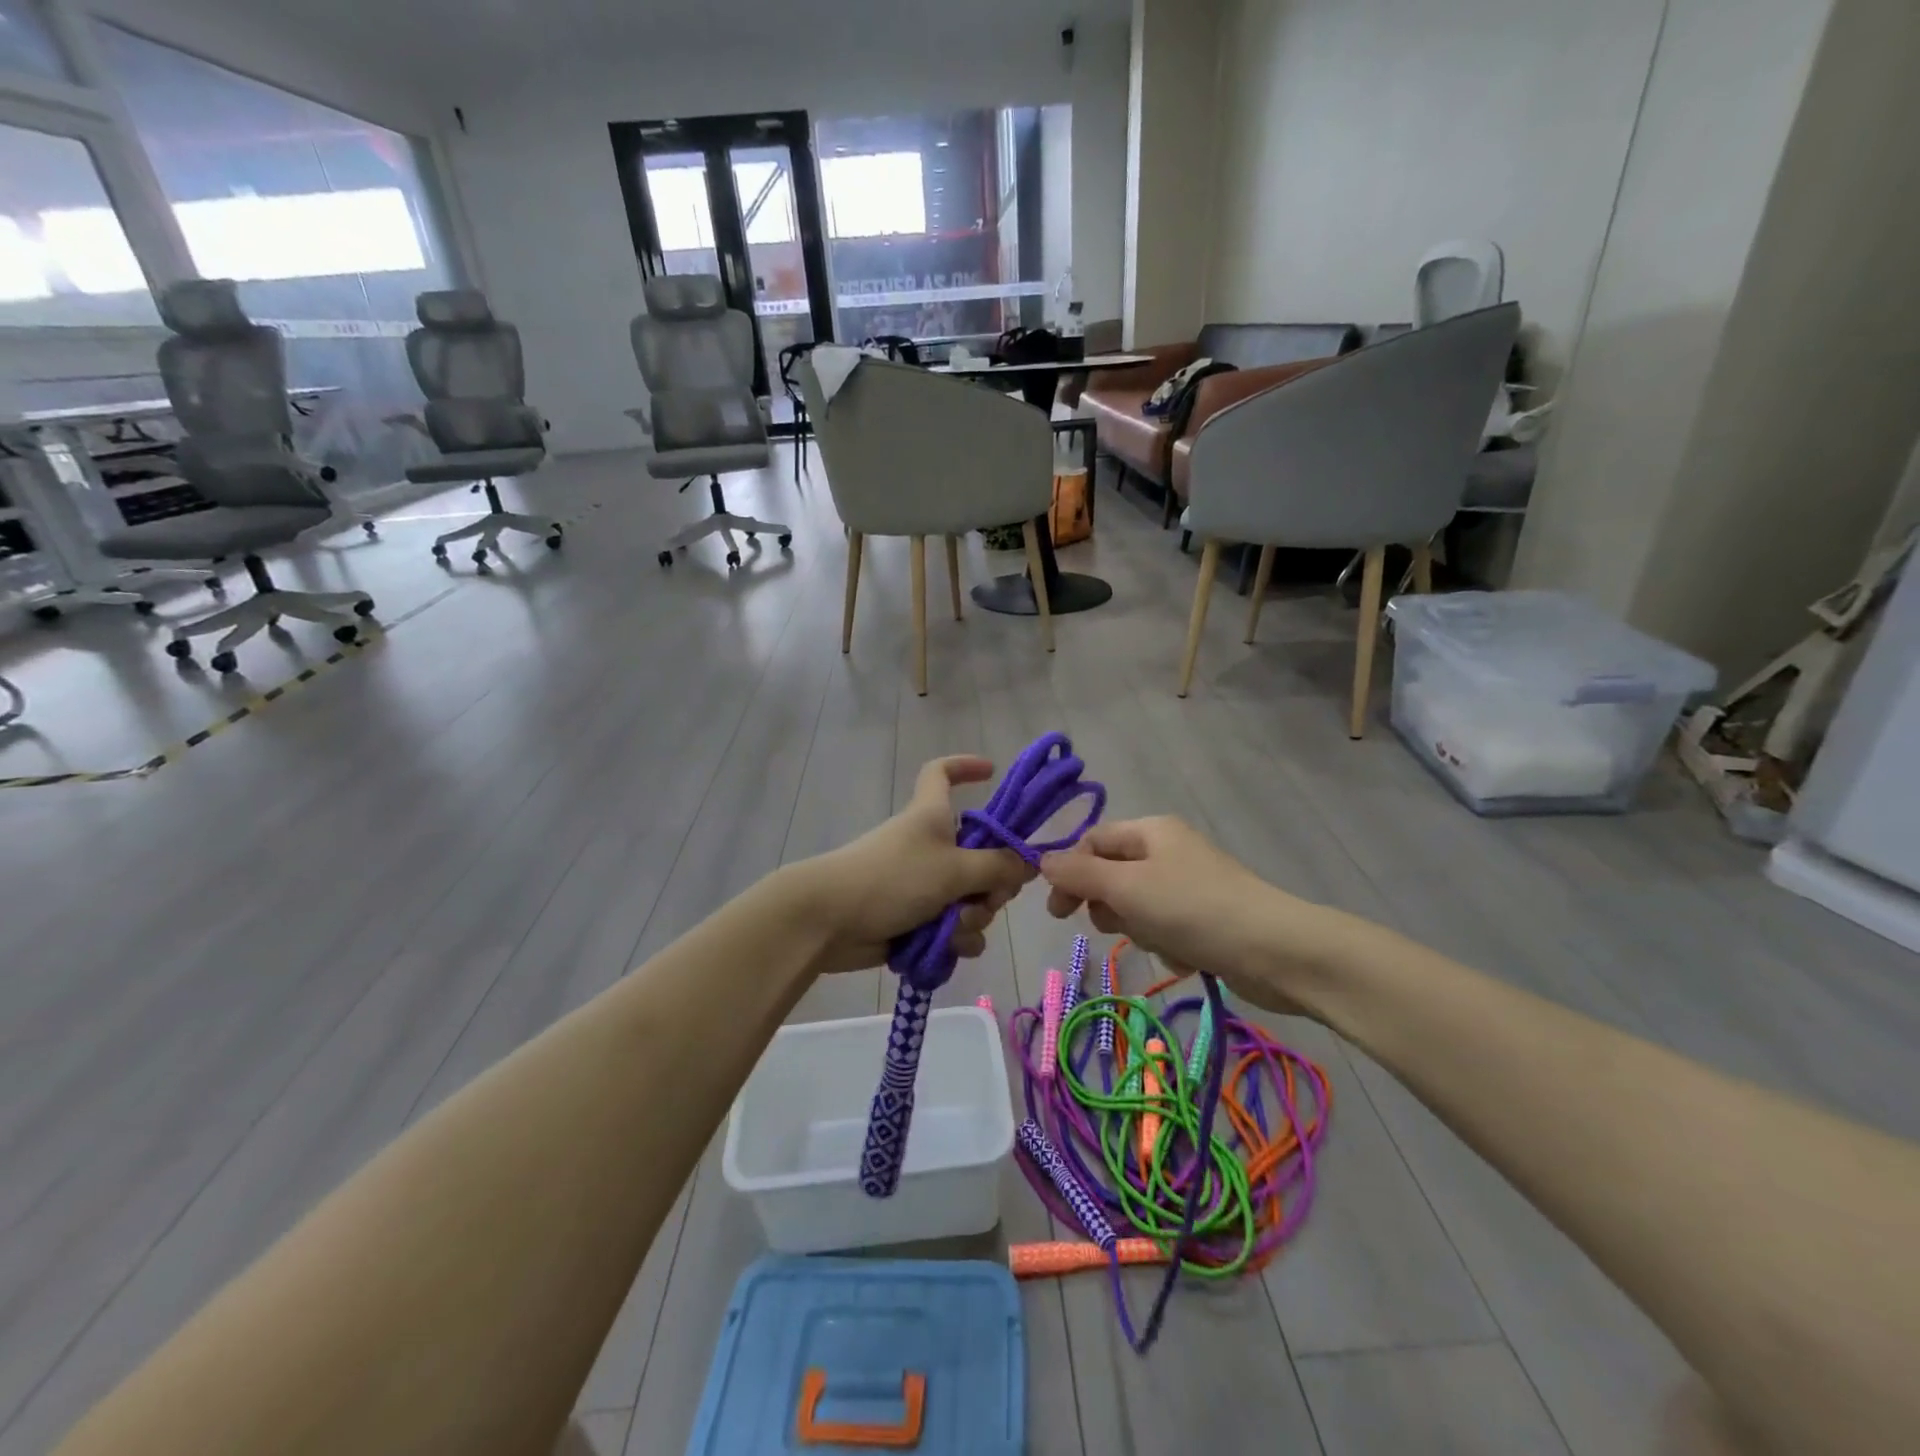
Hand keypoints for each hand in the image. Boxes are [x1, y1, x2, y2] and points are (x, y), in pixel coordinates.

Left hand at [796, 756, 1035, 975]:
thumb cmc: (892, 878)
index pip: (942, 773)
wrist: (831, 922)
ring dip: (974, 917)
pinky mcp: (917, 921)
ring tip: (955, 927)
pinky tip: (948, 949)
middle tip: (989, 898)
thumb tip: (1029, 864)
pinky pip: (954, 929)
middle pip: (981, 855)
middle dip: (993, 884)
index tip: (991, 772)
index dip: (965, 766)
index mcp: (933, 815)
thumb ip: (999, 866)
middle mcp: (931, 846)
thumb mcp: (955, 868)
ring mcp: (924, 885)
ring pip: (972, 899)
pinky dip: (955, 940)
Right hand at [1038, 817, 1336, 1013]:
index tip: (1059, 912)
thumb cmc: (1192, 909)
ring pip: (1136, 906)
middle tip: (1120, 924)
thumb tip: (1041, 860)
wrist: (1275, 951)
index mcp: (1150, 830)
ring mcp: (1188, 884)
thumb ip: (1078, 874)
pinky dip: (1168, 943)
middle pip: (1112, 875)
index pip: (1091, 842)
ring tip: (1163, 940)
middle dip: (1110, 905)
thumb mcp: (1126, 887)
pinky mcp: (1205, 916)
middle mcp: (1167, 850)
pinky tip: (1187, 954)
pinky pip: (1165, 927)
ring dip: (1140, 928)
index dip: (1069, 872)